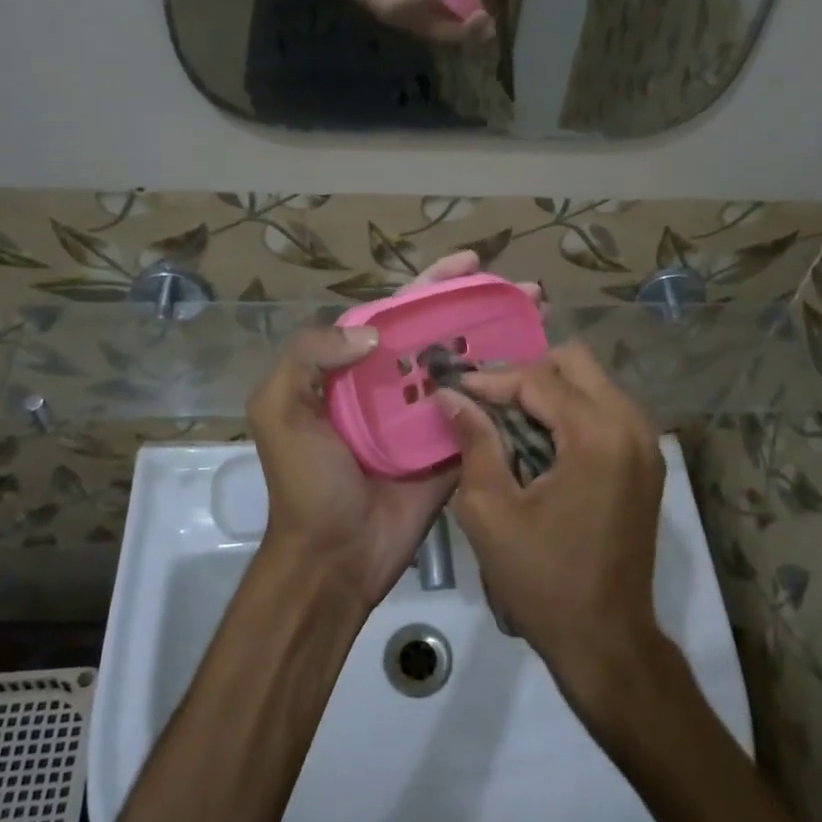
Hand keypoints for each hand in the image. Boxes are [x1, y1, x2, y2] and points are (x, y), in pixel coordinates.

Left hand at [247, 251, 539, 610]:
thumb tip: (374, 333)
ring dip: (504, 344)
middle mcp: (394, 385)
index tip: (472, 263)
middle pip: (443, 333)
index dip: (434, 284)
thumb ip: (308, 356)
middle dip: (482, 307)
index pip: (399, 312)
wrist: (332, 558)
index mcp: (354, 369)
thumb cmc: (306, 482)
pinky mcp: (451, 450)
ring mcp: (427, 418)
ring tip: (541, 319)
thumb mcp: (279, 409)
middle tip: (527, 291)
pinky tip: (539, 373)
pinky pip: (481, 415)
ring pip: (468, 369)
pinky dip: (506, 394)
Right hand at [299, 0, 495, 49]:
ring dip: (460, 29)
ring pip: (431, 25)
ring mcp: (399, 3)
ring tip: (490, 26)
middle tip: (481, 23)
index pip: (391, 7)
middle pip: (419, 27)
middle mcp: (386, 5)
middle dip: (449, 29)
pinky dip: (457, 17)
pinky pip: (436, 14)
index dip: (413, 3)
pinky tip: (484, 15)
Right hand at [437, 344, 667, 710]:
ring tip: (507, 419)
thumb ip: (474, 442)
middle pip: (574, 361)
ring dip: (548, 390)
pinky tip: (539, 439)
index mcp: (597, 435)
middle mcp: (631, 425)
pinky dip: (570, 410)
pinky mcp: (647, 460)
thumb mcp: (491, 511)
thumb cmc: (542, 580)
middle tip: (487, 402)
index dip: (491, 380)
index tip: (454, 388)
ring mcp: (646, 442)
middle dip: (525, 373)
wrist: (607, 640)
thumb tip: (451, 395)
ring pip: (592, 381)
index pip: (538, 378)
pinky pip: (605, 408)